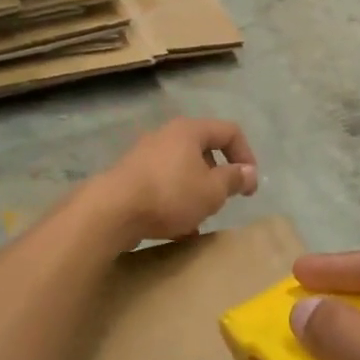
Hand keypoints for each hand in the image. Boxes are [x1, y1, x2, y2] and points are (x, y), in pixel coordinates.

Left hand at [98, 117, 257, 243]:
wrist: (111, 212)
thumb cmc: (170, 194)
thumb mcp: (212, 191)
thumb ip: (234, 179)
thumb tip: (248, 172)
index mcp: (189, 130)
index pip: (229, 131)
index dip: (246, 155)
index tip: (248, 185)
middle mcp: (166, 135)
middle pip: (203, 150)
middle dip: (218, 175)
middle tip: (223, 199)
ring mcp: (144, 155)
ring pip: (182, 170)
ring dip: (196, 191)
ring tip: (200, 217)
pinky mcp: (129, 177)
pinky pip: (162, 185)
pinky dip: (174, 201)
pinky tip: (177, 229)